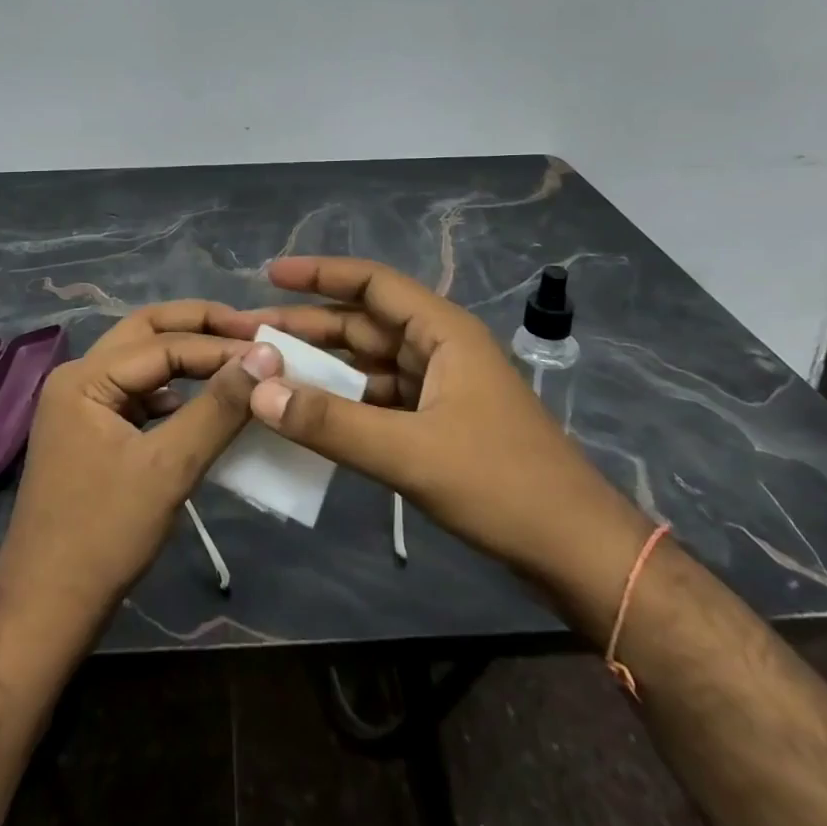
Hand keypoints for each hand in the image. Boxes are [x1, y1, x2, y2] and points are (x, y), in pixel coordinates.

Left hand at [0, 303, 281, 637]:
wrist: (46, 611)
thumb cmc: (104, 536)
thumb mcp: (169, 468)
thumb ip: (218, 408)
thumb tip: (265, 357)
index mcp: (85, 377)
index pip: (163, 344)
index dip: (220, 346)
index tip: (272, 351)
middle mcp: (78, 377)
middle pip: (146, 332)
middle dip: (200, 326)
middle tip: (251, 331)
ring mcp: (82, 405)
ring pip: (143, 360)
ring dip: (187, 354)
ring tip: (236, 358)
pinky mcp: (92, 432)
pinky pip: (139, 393)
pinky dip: (174, 388)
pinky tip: (202, 402)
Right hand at [230, 257, 649, 615]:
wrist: (576, 551)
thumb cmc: (501, 485)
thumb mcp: (409, 452)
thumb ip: (331, 423)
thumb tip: (259, 391)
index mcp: (442, 331)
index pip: (372, 283)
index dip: (319, 274)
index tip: (269, 275)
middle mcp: (440, 347)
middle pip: (364, 324)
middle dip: (309, 327)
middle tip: (250, 334)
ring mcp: (441, 386)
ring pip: (370, 363)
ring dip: (324, 367)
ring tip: (269, 373)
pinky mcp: (440, 423)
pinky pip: (380, 399)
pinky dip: (345, 403)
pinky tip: (310, 415)